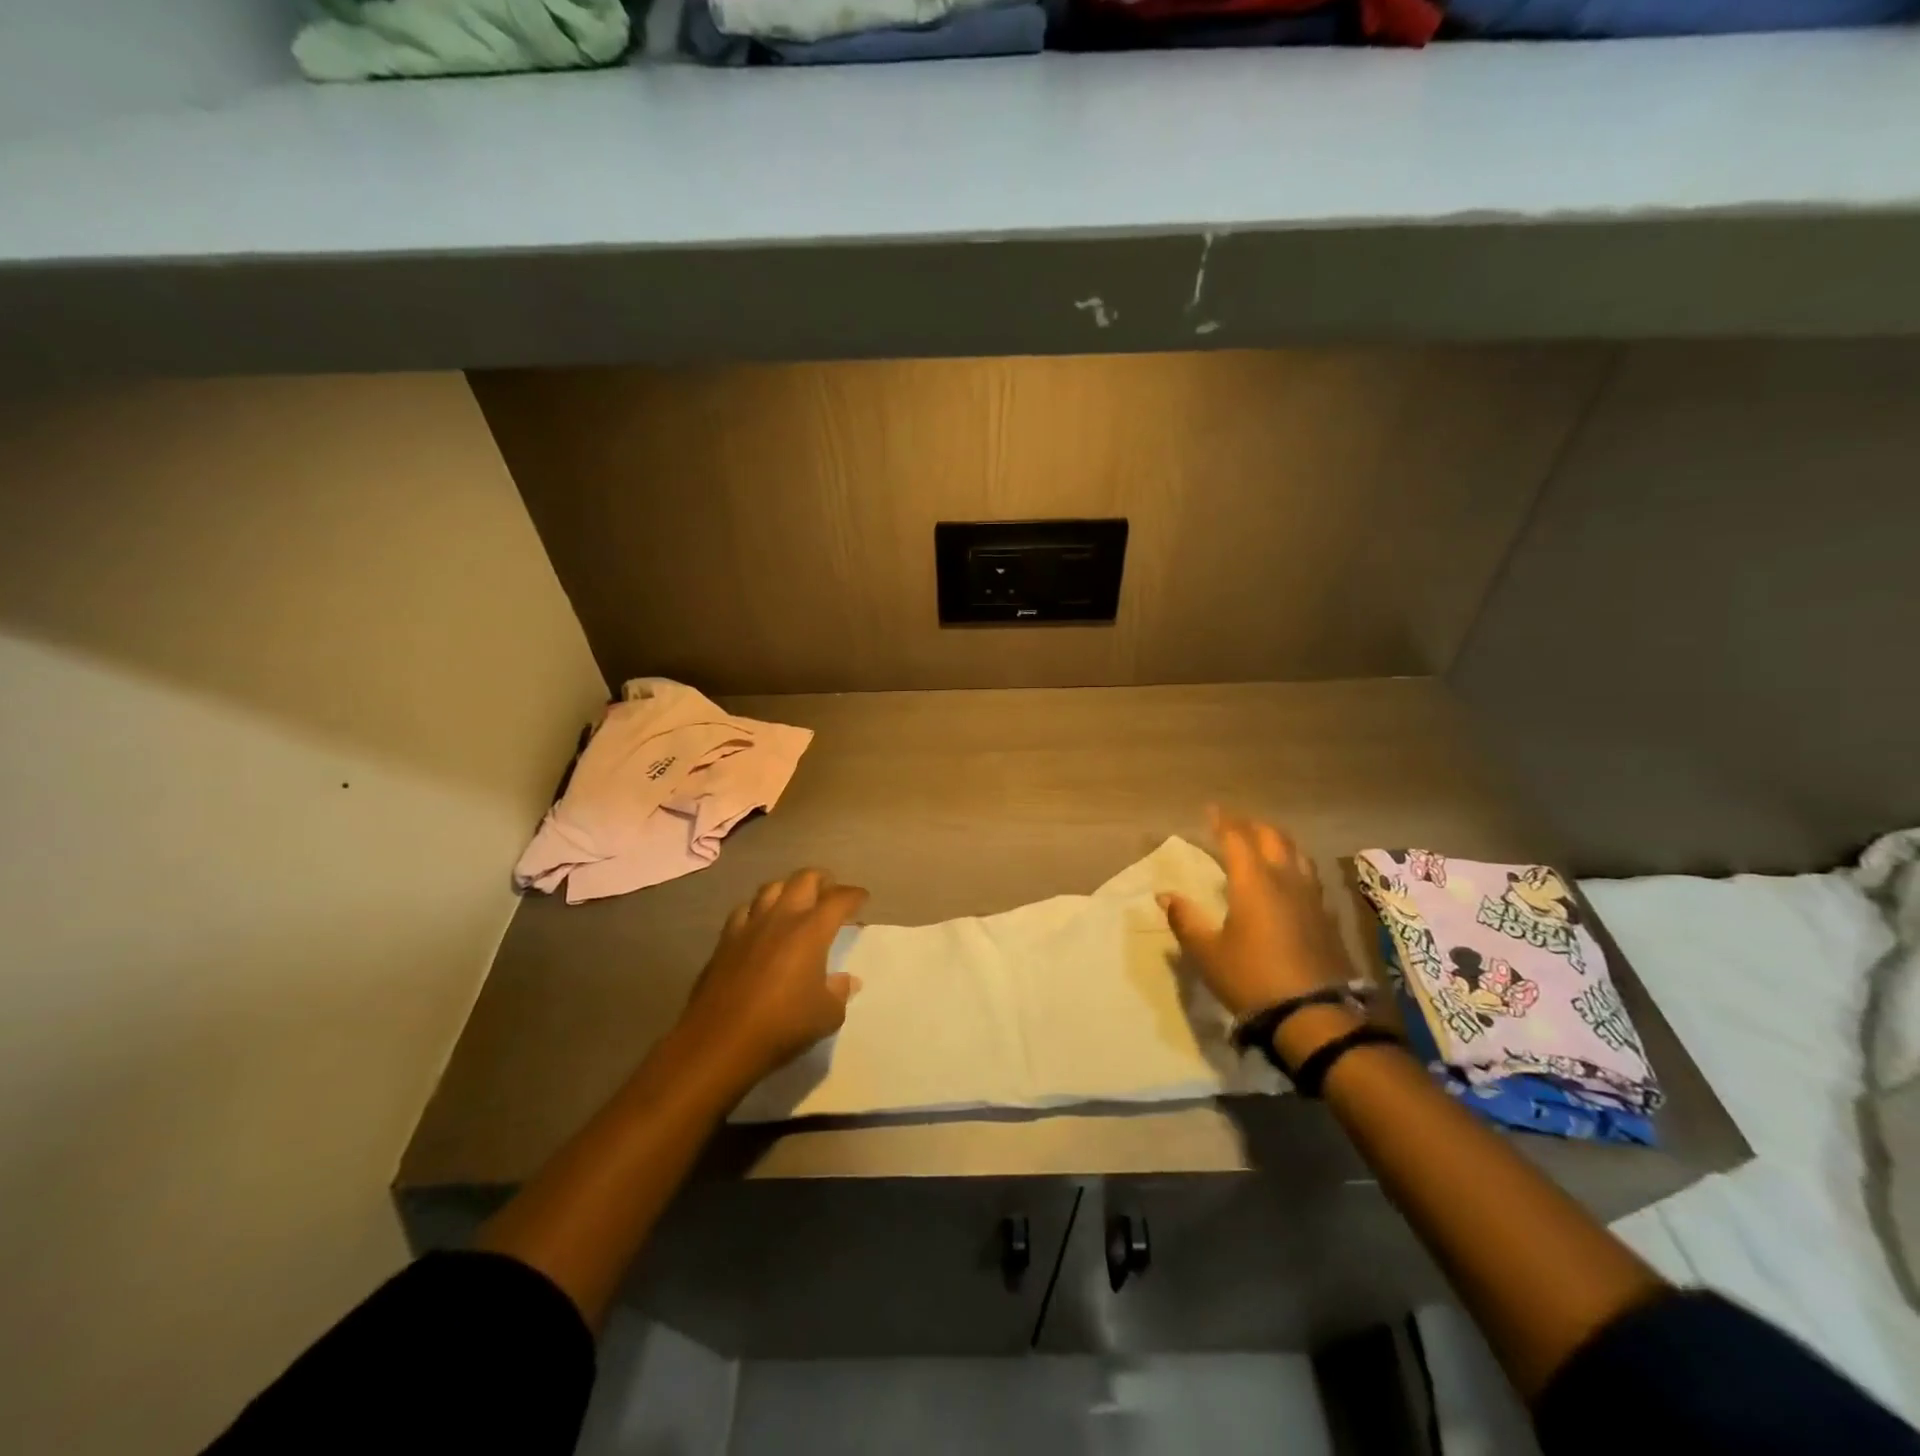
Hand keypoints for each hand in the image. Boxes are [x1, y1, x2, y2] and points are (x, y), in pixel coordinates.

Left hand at [679, 868, 867, 1088]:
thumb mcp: (826, 1015)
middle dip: (822, 880)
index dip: (854, 895)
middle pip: (804, 878)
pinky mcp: (725, 940)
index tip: (862, 898)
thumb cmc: (782, 1025)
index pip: (839, 898)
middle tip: (831, 893)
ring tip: (796, 903)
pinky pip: (745, 910)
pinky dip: (758, 910)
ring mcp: (749, 926)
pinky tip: (761, 925)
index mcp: (811, 930)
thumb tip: (846, 980)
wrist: (720, 1041)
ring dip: (789, 889)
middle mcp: (781, 917)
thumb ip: (839, 992)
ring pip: (771, 888)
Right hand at [1159, 808, 1354, 1019]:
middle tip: (1235, 824)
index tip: (1210, 810)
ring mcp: (1311, 898)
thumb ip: (1185, 919)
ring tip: (1265, 843)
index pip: (1236, 838)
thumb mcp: (1207, 952)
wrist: (1314, 1016)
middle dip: (1252, 825)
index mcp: (1253, 881)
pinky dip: (1295, 867)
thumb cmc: (1251, 978)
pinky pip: (1310, 877)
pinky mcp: (1327, 917)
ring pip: (1298, 854)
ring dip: (1278, 841)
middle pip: (1272, 837)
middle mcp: (1285, 879)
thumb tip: (1165, 895)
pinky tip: (1290, 881)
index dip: (1222, 821)